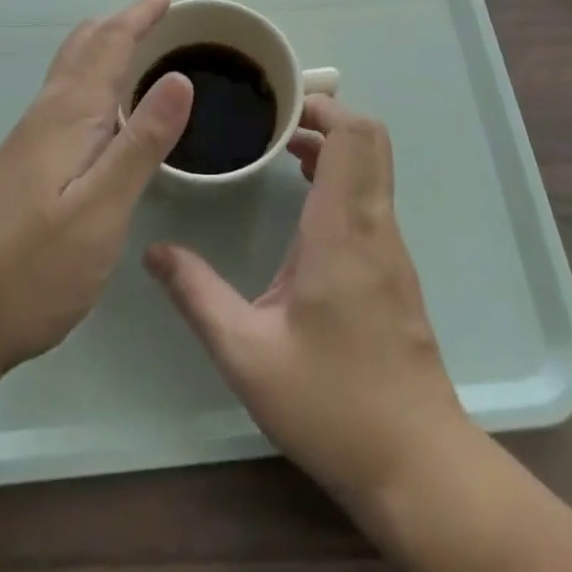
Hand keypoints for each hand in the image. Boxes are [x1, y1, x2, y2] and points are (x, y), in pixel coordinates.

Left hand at [0, 0, 192, 390]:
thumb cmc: (32, 267)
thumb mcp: (102, 208)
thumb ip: (143, 142)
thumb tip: (180, 76)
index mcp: (70, 114)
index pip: (109, 45)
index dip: (138, 16)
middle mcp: (47, 114)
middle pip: (84, 48)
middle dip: (120, 23)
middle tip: (155, 12)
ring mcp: (29, 139)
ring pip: (70, 71)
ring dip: (104, 47)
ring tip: (134, 45)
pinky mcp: (22, 165)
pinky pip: (64, 96)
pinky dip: (91, 78)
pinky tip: (101, 107)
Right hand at [143, 96, 468, 513]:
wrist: (417, 465)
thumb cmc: (331, 403)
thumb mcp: (247, 354)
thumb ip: (197, 295)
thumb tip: (154, 252)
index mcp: (342, 229)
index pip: (353, 135)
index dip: (322, 106)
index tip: (278, 107)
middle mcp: (373, 224)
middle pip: (369, 138)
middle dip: (325, 117)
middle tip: (274, 123)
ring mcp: (390, 245)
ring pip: (372, 166)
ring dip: (332, 146)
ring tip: (280, 151)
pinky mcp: (393, 267)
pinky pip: (371, 196)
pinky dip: (341, 178)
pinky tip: (301, 203)